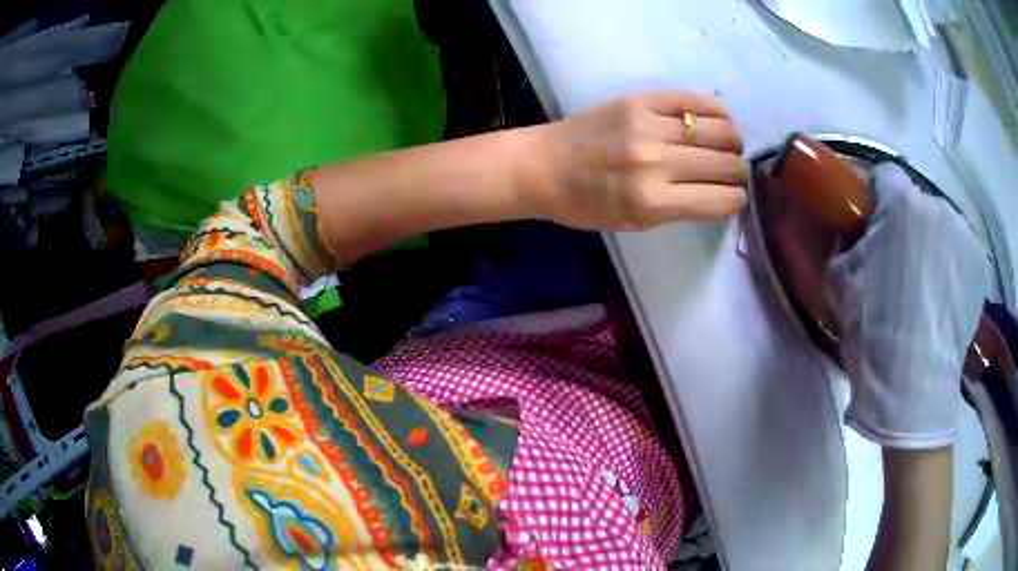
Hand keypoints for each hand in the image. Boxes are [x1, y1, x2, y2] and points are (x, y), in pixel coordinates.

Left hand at [525, 92, 746, 230]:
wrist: (543, 165)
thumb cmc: (586, 204)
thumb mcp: (635, 223)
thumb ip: (681, 208)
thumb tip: (723, 193)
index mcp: (652, 202)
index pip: (721, 199)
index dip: (736, 200)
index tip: (735, 196)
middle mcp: (655, 162)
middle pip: (726, 164)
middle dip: (738, 172)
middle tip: (733, 171)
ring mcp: (647, 126)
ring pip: (719, 130)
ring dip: (733, 142)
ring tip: (729, 146)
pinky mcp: (640, 100)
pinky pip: (695, 100)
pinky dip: (717, 112)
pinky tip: (718, 121)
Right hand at [828, 163, 988, 448]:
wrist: (912, 380)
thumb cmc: (873, 327)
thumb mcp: (840, 280)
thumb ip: (849, 243)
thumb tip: (858, 236)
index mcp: (901, 204)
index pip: (886, 176)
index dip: (878, 198)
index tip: (875, 226)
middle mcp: (937, 206)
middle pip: (919, 205)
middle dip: (911, 228)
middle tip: (903, 267)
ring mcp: (964, 235)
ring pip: (944, 229)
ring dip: (936, 247)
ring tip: (929, 289)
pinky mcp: (980, 265)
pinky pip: (963, 253)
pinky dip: (955, 268)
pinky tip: (947, 299)